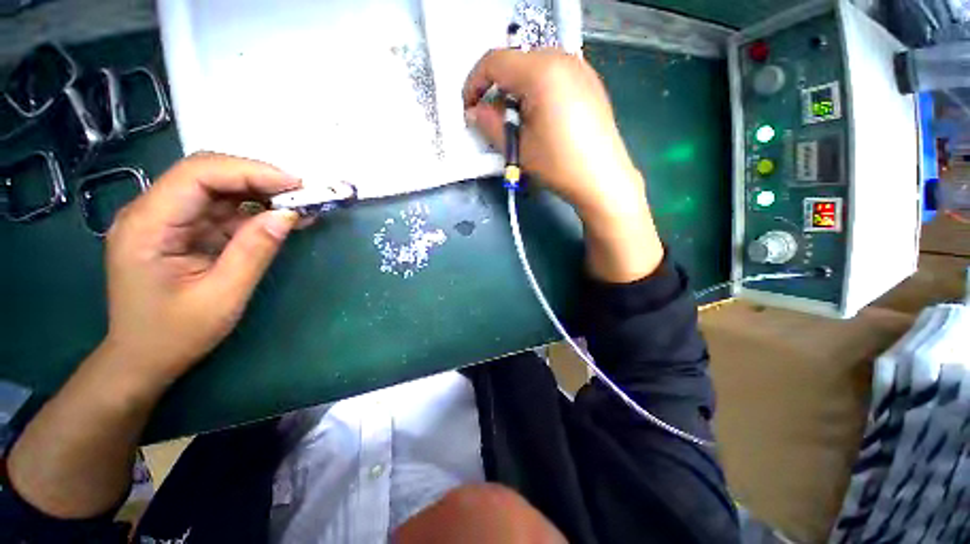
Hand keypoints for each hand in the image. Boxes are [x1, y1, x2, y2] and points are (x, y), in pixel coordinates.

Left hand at [102, 152, 300, 387]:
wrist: (142, 360)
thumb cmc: (175, 335)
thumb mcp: (222, 297)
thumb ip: (254, 251)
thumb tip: (288, 215)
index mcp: (147, 225)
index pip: (198, 175)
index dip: (250, 171)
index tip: (296, 185)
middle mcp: (150, 212)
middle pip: (206, 174)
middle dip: (258, 178)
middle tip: (302, 193)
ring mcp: (164, 220)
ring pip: (217, 189)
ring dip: (260, 194)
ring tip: (300, 206)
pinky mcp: (180, 231)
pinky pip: (220, 210)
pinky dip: (253, 211)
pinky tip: (279, 218)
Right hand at [463, 49, 662, 281]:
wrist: (603, 179)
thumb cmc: (558, 165)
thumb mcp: (519, 148)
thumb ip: (490, 125)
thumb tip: (473, 112)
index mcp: (541, 71)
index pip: (494, 61)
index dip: (474, 83)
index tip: (469, 108)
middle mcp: (562, 58)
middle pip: (515, 62)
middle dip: (497, 88)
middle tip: (495, 120)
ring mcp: (580, 68)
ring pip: (534, 68)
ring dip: (517, 91)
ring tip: (518, 122)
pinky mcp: (589, 81)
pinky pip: (553, 75)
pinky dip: (537, 91)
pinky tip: (541, 117)